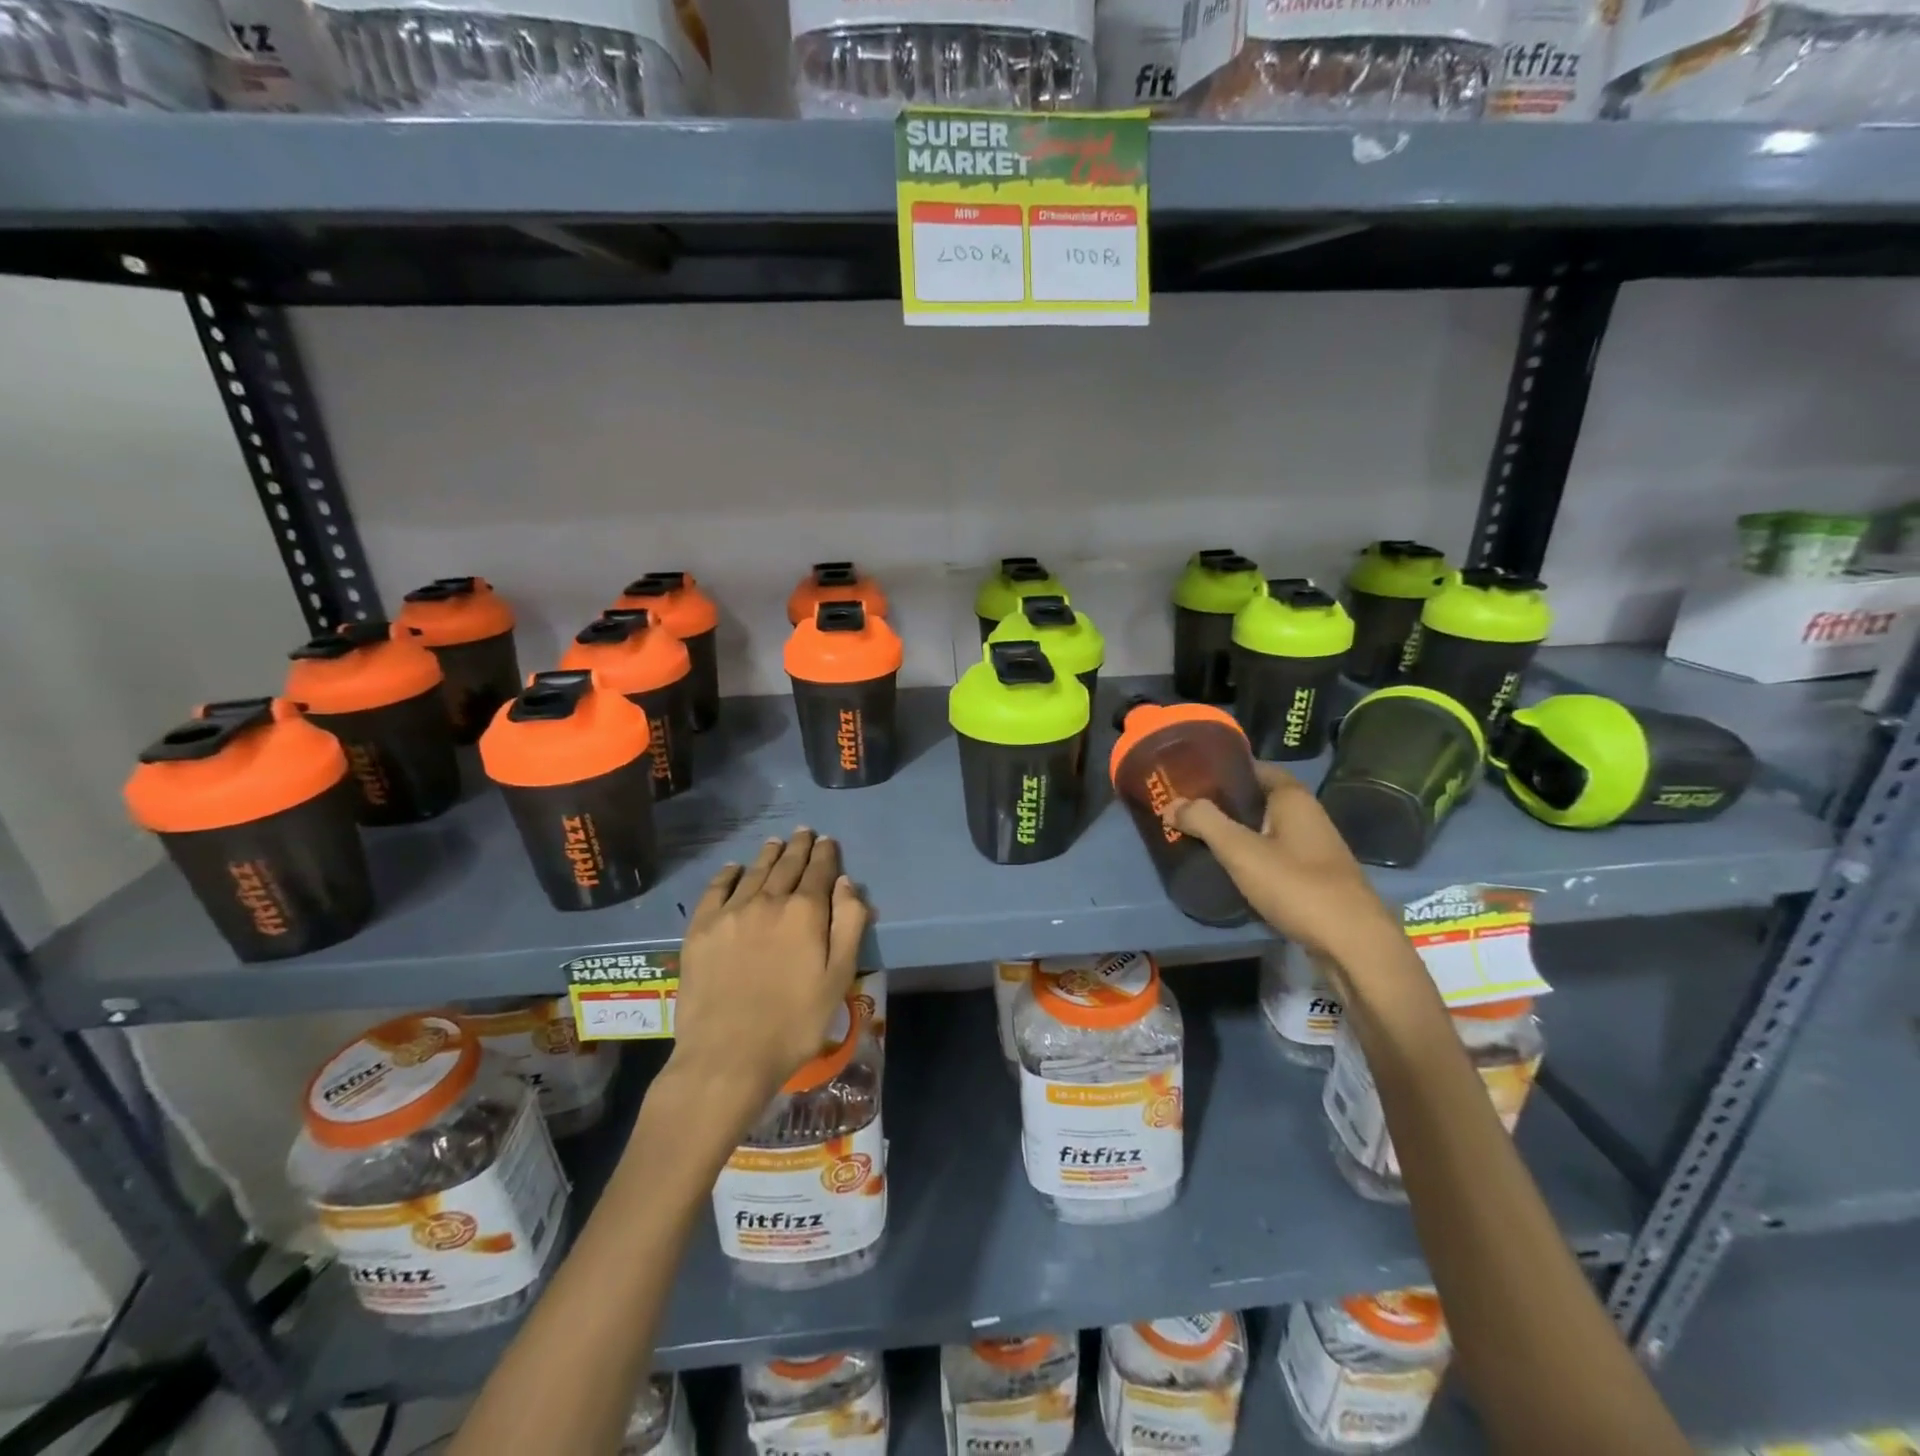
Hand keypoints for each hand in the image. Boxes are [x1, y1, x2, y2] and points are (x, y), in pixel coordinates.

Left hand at [667, 829, 868, 1121]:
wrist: (727, 1056)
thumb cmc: (794, 1023)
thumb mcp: (839, 978)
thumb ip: (848, 925)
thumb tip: (846, 883)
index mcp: (805, 912)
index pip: (819, 871)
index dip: (826, 854)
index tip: (827, 841)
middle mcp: (768, 901)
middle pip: (786, 865)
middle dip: (798, 847)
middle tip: (804, 832)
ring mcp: (730, 913)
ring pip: (753, 872)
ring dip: (768, 855)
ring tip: (776, 842)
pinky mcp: (701, 930)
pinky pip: (716, 890)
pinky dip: (728, 874)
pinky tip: (734, 868)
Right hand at [1162, 764, 1405, 982]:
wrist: (1353, 944)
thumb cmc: (1297, 886)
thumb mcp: (1241, 851)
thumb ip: (1205, 822)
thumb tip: (1172, 803)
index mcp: (1293, 798)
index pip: (1255, 768)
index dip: (1223, 769)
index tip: (1190, 776)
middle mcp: (1307, 816)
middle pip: (1259, 798)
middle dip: (1224, 802)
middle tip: (1186, 808)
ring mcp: (1313, 848)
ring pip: (1266, 828)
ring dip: (1236, 831)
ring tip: (1199, 837)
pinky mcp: (1314, 877)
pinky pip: (1275, 854)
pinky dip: (1251, 856)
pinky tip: (1230, 869)